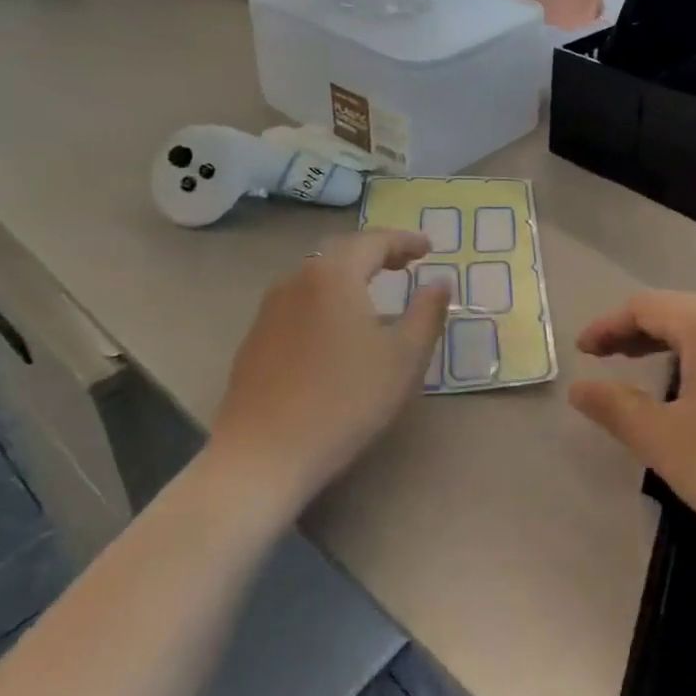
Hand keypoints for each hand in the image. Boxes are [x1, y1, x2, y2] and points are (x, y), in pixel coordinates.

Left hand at [207, 231, 447, 519]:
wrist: (263, 455)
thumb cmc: (345, 401)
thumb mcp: (404, 358)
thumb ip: (427, 313)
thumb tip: (440, 283)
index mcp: (335, 275)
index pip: (374, 242)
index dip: (405, 241)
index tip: (429, 247)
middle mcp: (298, 280)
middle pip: (342, 252)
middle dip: (376, 252)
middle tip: (404, 263)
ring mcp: (270, 309)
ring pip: (316, 276)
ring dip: (348, 275)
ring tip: (373, 290)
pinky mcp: (256, 338)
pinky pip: (299, 301)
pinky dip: (325, 298)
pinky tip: (335, 326)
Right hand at [570, 292, 695, 600]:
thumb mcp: (668, 442)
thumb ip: (618, 409)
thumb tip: (581, 388)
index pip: (643, 308)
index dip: (606, 327)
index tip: (581, 352)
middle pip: (675, 313)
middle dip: (634, 335)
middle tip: (604, 360)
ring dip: (668, 347)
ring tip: (645, 374)